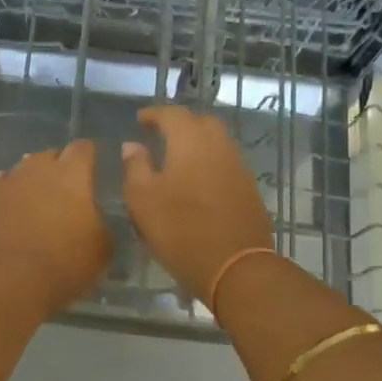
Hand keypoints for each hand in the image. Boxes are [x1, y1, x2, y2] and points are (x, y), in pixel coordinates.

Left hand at [0, 141, 112, 317]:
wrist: (5, 281)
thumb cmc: (62, 263)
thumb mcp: (101, 249)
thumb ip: (101, 224)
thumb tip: (94, 219)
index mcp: (70, 174)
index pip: (82, 148)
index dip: (89, 157)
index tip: (93, 170)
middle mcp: (36, 169)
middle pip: (49, 156)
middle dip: (58, 168)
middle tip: (66, 193)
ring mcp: (5, 183)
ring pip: (22, 171)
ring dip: (31, 182)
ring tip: (37, 203)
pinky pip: (0, 190)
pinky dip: (8, 197)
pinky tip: (11, 212)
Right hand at [121, 106, 273, 303]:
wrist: (235, 266)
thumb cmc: (180, 229)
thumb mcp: (142, 199)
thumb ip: (135, 167)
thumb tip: (132, 145)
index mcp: (190, 141)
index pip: (172, 114)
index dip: (154, 114)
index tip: (140, 120)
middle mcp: (219, 146)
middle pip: (201, 122)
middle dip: (180, 124)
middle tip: (160, 135)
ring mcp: (238, 167)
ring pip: (217, 143)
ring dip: (196, 143)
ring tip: (176, 158)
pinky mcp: (248, 189)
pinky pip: (225, 163)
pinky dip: (209, 163)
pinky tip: (196, 181)